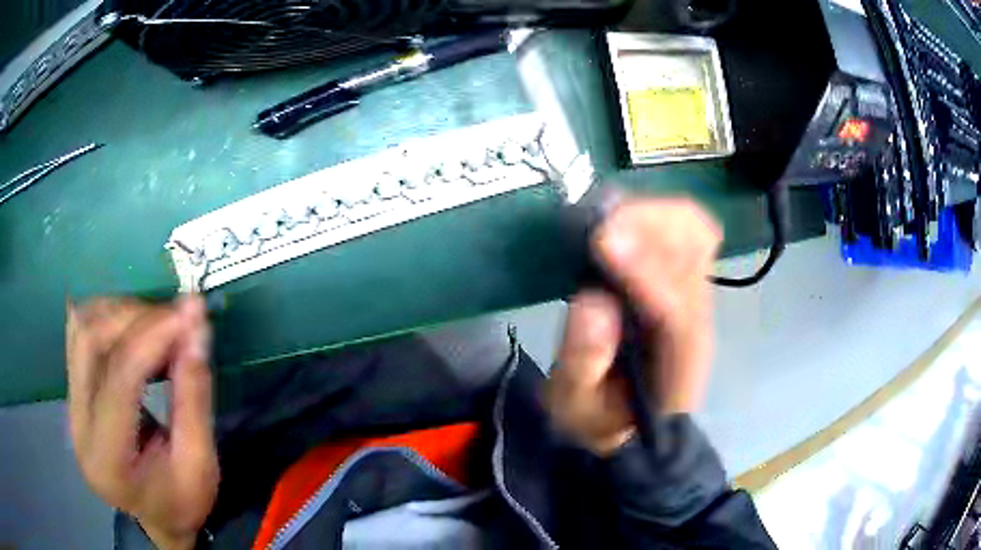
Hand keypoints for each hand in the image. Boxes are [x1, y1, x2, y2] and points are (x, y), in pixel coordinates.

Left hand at [66, 295, 217, 549]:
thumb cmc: (181, 501)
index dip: (153, 337)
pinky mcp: (72, 391)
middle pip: (90, 341)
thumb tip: (196, 326)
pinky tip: (133, 327)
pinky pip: (79, 332)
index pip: (119, 379)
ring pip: (82, 327)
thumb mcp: (200, 465)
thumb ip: (194, 398)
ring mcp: (69, 405)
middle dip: (135, 318)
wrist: (156, 516)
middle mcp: (77, 426)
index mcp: (108, 461)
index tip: (190, 313)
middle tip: (176, 319)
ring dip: (121, 313)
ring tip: (158, 324)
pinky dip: (107, 316)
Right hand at [545, 198, 721, 455]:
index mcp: (676, 360)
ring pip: (696, 231)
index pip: (675, 307)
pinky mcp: (683, 279)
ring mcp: (695, 294)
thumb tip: (593, 301)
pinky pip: (686, 231)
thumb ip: (583, 363)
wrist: (634, 424)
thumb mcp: (576, 408)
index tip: (602, 242)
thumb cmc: (603, 418)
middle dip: (651, 226)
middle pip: (697, 251)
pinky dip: (658, 215)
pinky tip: (623, 220)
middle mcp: (696, 318)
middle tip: (601, 224)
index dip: (644, 271)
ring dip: (654, 214)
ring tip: (607, 217)